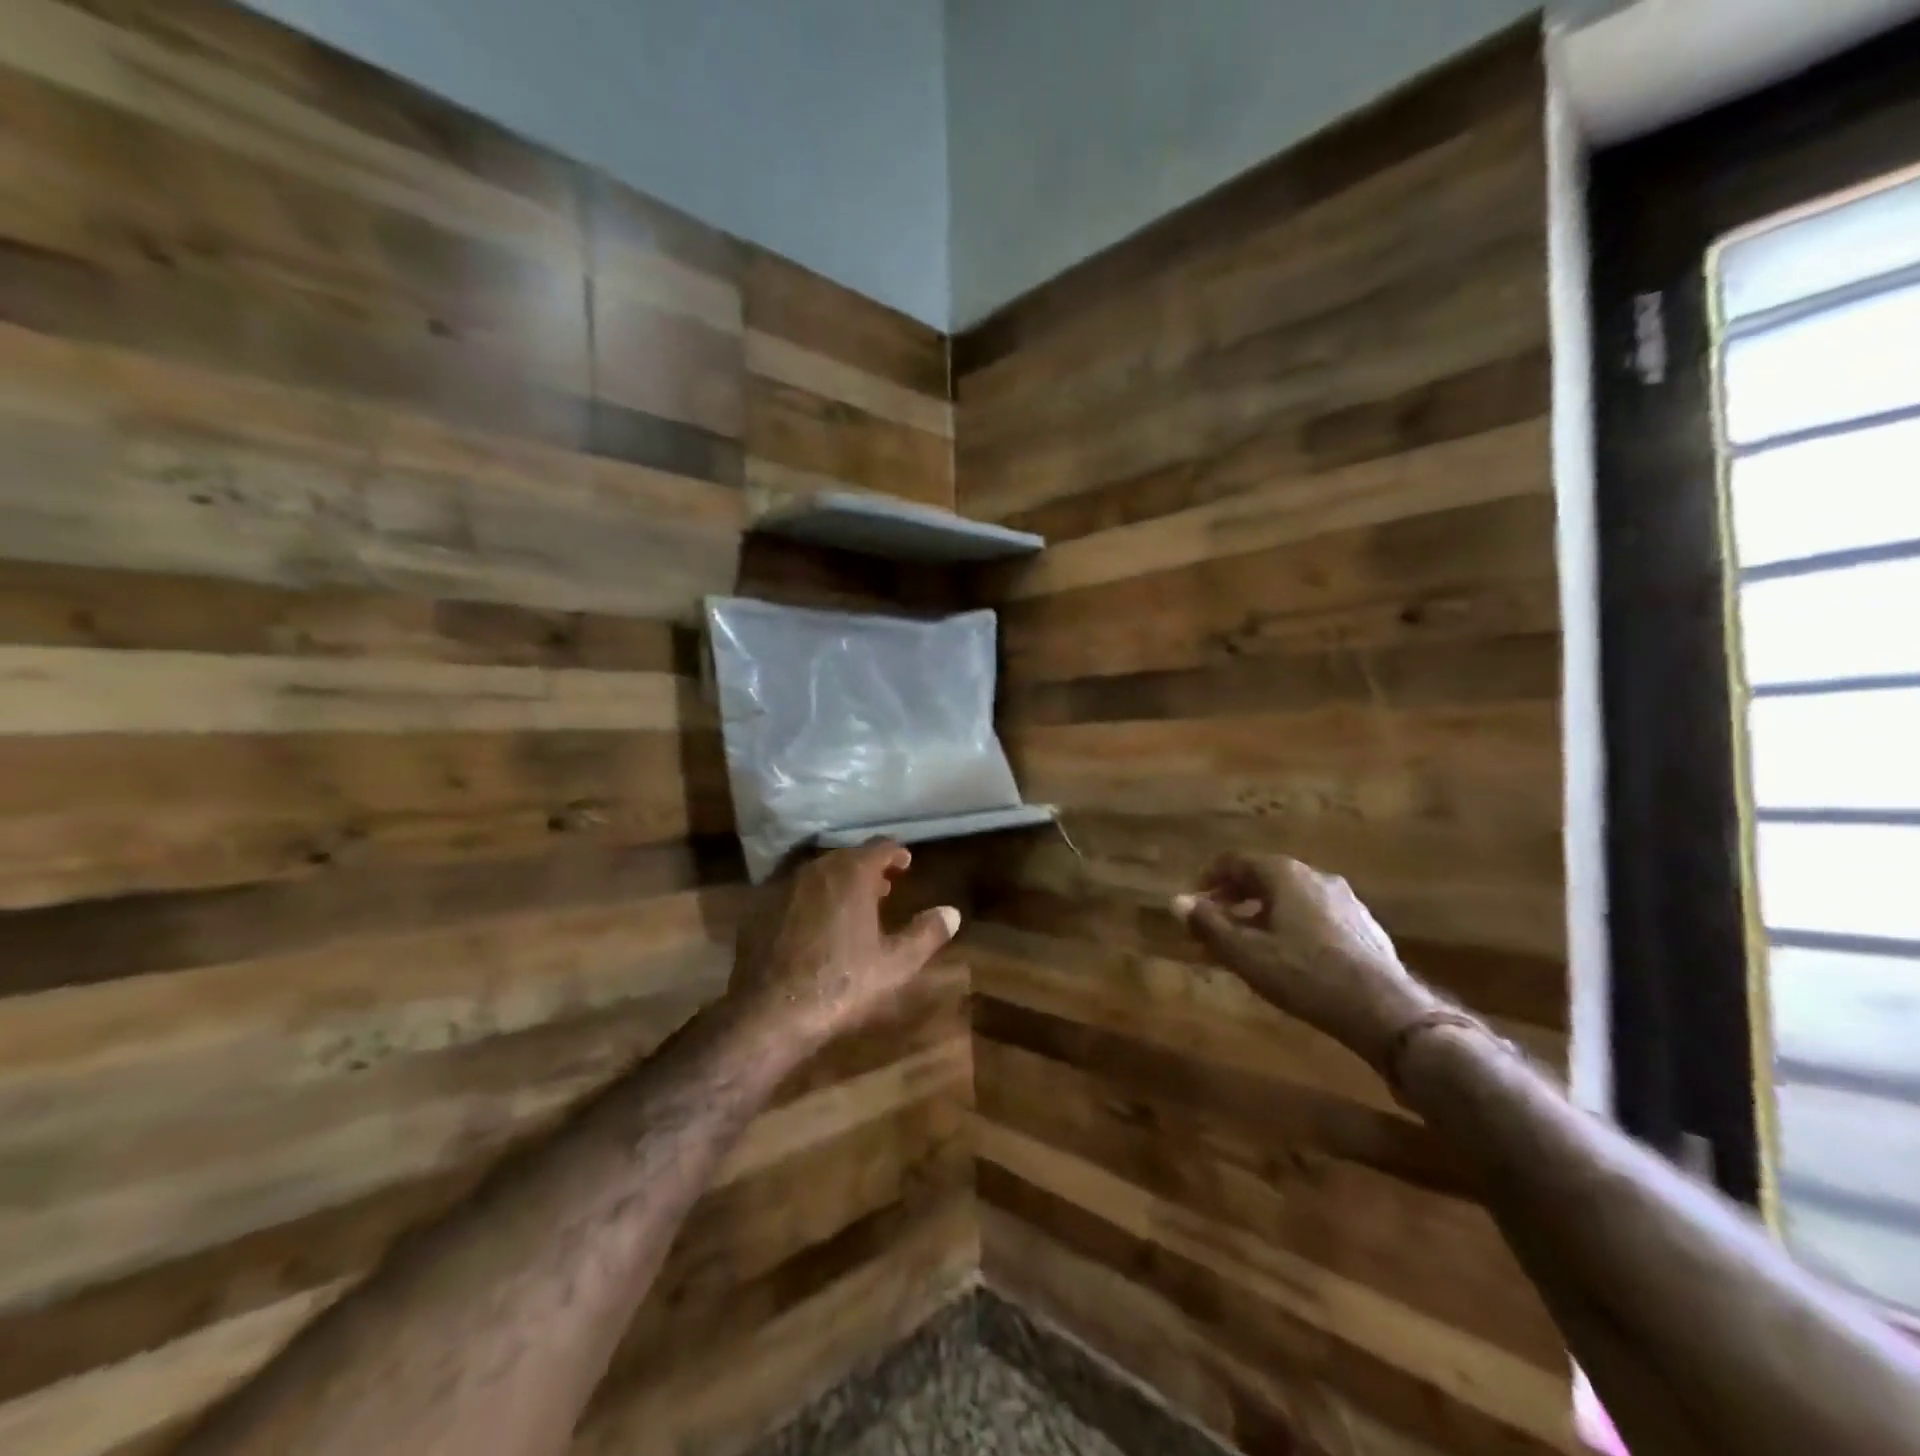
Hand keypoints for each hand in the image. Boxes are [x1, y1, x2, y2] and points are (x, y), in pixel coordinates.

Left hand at [731, 841, 959, 1050]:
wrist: (771, 1012)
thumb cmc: (842, 984)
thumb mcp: (896, 964)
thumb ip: (926, 933)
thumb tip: (952, 913)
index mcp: (851, 874)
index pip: (879, 847)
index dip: (895, 853)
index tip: (906, 863)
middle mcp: (816, 869)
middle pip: (847, 857)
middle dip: (867, 868)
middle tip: (884, 886)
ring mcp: (783, 887)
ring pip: (818, 874)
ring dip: (838, 882)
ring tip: (852, 906)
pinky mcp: (759, 909)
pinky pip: (794, 893)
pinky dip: (811, 900)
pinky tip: (815, 926)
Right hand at [1172, 854, 1436, 1068]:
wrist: (1382, 1009)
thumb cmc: (1303, 973)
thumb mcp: (1245, 952)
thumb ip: (1208, 924)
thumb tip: (1176, 902)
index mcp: (1284, 873)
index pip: (1235, 862)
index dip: (1209, 880)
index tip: (1194, 904)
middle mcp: (1315, 876)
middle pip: (1263, 877)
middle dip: (1234, 899)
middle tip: (1215, 926)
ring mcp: (1344, 900)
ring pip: (1290, 898)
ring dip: (1261, 914)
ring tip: (1248, 944)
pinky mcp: (1363, 926)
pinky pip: (1313, 915)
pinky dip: (1290, 926)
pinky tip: (1288, 957)